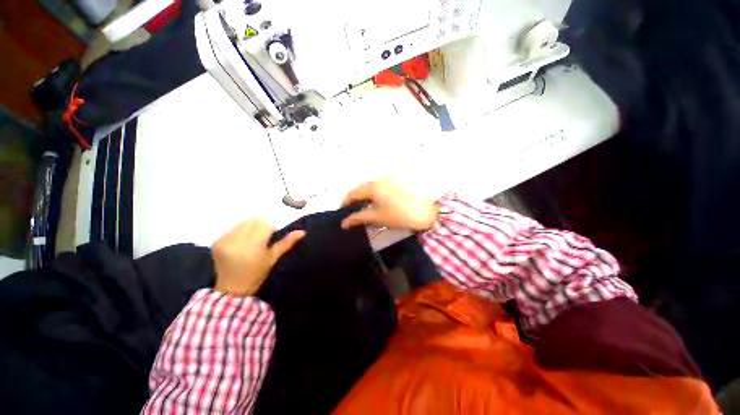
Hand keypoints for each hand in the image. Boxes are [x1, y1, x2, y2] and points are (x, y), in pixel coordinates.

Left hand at [212, 219, 304, 295]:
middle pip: (253, 221)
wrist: (232, 288)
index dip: (270, 228)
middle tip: (262, 238)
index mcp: (252, 246)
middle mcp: (236, 241)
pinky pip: (232, 229)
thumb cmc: (257, 274)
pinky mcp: (217, 242)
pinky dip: (240, 232)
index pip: (264, 225)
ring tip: (251, 240)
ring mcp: (224, 241)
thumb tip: (302, 232)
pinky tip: (241, 243)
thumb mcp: (273, 258)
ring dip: (250, 227)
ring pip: (242, 223)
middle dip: (260, 226)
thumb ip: (287, 243)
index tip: (270, 237)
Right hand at [341, 178, 438, 231]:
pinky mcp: (396, 183)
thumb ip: (358, 218)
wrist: (427, 212)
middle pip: (360, 189)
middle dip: (354, 200)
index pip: (352, 193)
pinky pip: (378, 188)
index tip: (341, 213)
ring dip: (363, 198)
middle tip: (351, 213)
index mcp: (373, 186)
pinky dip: (373, 195)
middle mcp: (379, 179)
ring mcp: (388, 179)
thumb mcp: (377, 217)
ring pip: (370, 188)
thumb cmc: (400, 215)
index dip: (345, 203)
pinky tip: (374, 204)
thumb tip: (344, 223)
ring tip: (361, 210)